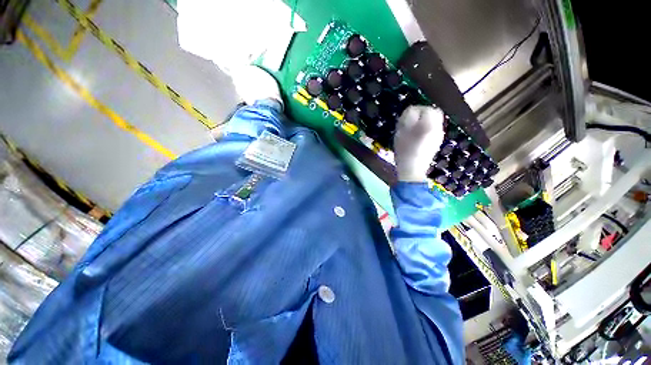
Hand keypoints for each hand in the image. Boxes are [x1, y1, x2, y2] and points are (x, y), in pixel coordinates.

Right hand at [394, 106, 444, 181]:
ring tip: (412, 129)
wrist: (412, 169)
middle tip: (411, 120)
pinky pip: (433, 130)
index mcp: (429, 123)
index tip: (407, 116)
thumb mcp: (401, 131)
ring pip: (434, 122)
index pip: (426, 108)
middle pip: (434, 113)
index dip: (415, 109)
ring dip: (424, 122)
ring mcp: (438, 136)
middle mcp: (438, 127)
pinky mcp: (436, 143)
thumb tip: (411, 111)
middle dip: (423, 114)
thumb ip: (407, 117)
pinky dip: (426, 129)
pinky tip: (417, 137)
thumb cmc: (405, 149)